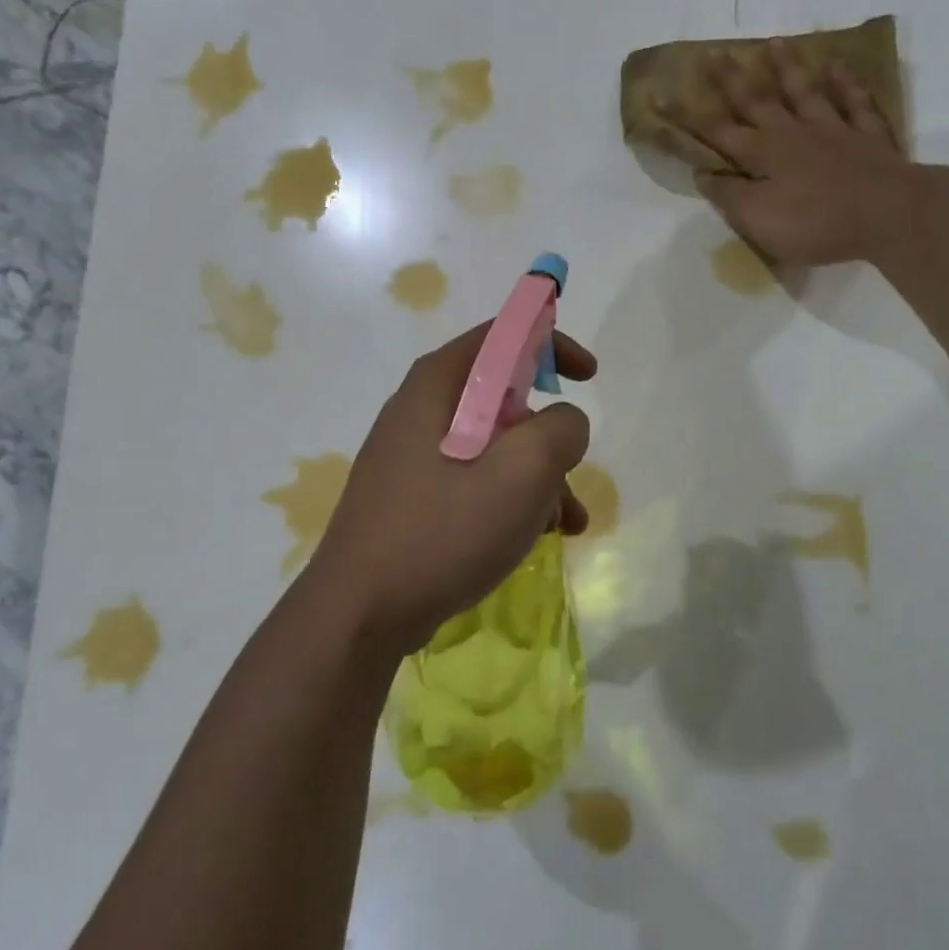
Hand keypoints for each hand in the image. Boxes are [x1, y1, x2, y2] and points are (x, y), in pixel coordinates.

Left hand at [300, 324, 596, 653]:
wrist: (359, 613)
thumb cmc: (443, 530)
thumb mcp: (522, 472)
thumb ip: (560, 429)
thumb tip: (564, 422)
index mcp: (438, 385)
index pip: (501, 336)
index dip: (551, 344)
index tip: (588, 377)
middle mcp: (420, 410)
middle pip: (502, 397)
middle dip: (548, 434)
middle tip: (570, 471)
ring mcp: (411, 456)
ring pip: (493, 446)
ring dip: (537, 476)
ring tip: (566, 523)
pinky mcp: (411, 497)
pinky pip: (473, 480)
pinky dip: (509, 499)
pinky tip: (535, 538)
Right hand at [659, 39, 913, 267]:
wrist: (888, 214)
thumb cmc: (815, 223)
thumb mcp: (758, 220)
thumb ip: (729, 196)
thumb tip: (704, 174)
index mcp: (762, 155)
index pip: (716, 132)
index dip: (686, 116)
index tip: (661, 94)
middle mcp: (793, 133)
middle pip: (757, 100)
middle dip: (731, 78)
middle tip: (714, 53)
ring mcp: (833, 130)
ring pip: (804, 92)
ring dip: (787, 68)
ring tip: (773, 43)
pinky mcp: (868, 136)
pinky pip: (854, 102)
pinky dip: (846, 82)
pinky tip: (838, 66)